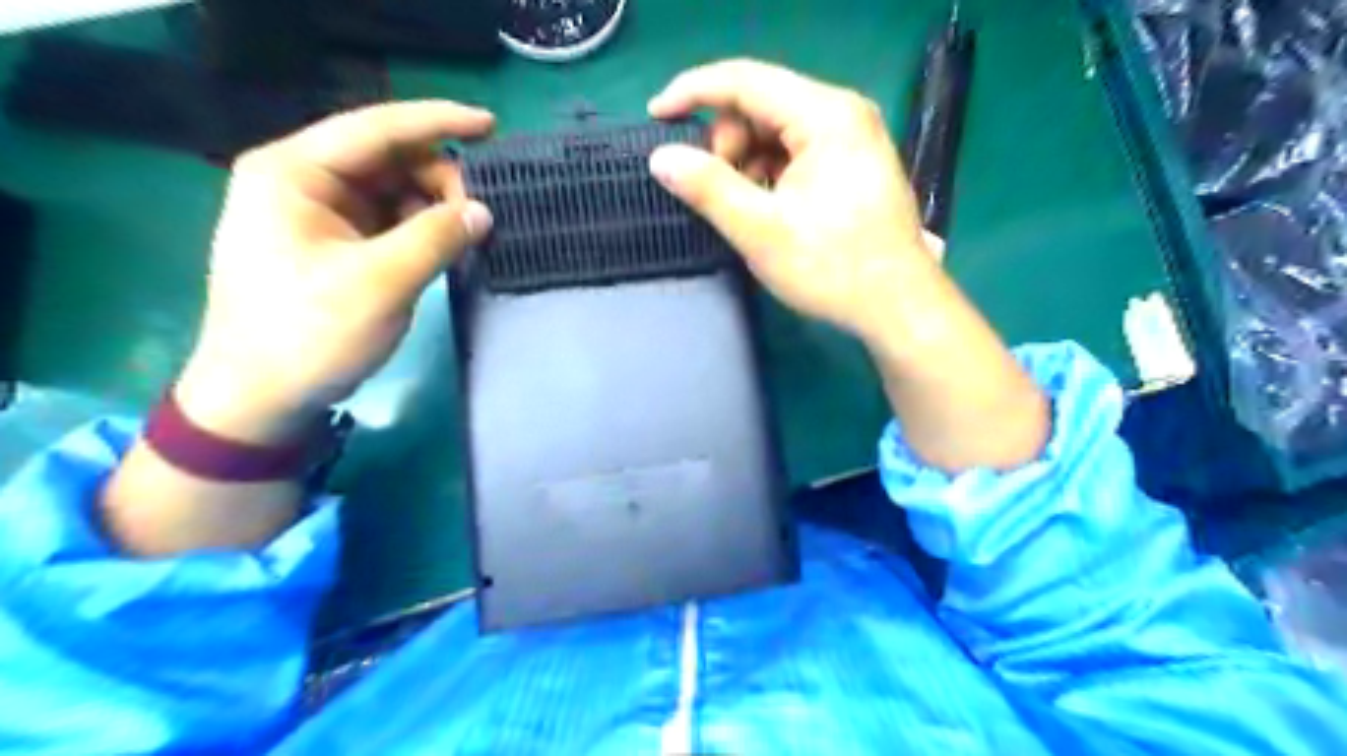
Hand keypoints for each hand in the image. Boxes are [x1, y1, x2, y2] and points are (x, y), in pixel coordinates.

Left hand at [175, 99, 493, 443]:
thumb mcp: (381, 283)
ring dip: (433, 207)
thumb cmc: (310, 333)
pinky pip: (388, 220)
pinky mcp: (334, 245)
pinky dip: (421, 229)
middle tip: (479, 216)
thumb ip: (437, 238)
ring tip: (465, 236)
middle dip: (439, 179)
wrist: (261, 396)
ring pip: (392, 190)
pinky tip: (445, 246)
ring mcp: (318, 215)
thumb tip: (483, 212)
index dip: (438, 122)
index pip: (375, 129)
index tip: (491, 125)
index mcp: (294, 173)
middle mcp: (302, 182)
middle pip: (386, 158)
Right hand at [647, 60, 1045, 472]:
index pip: (744, 80)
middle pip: (760, 105)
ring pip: (775, 131)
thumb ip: (708, 188)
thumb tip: (661, 157)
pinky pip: (794, 152)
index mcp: (825, 116)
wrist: (897, 306)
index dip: (692, 92)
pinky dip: (768, 174)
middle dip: (726, 142)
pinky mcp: (851, 164)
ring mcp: (850, 138)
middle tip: (718, 192)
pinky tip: (768, 209)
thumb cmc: (833, 269)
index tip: (655, 116)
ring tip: (746, 209)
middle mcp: (842, 114)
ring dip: (746, 163)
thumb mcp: (761, 230)